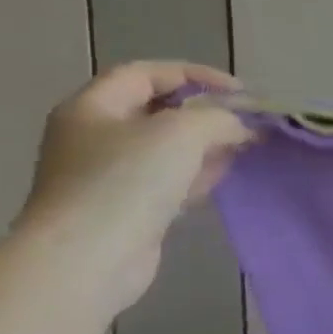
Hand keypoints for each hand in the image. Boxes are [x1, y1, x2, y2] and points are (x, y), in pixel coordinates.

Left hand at [14, 62, 253, 313]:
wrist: (87, 259)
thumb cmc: (126, 182)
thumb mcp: (181, 132)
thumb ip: (217, 118)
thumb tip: (238, 126)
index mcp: (94, 107)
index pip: (147, 74)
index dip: (195, 75)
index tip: (239, 92)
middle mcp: (95, 137)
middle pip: (157, 111)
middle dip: (205, 113)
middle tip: (245, 122)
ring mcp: (108, 176)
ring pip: (166, 148)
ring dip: (206, 145)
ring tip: (243, 148)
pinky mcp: (125, 209)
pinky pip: (167, 181)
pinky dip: (196, 174)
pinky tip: (222, 177)